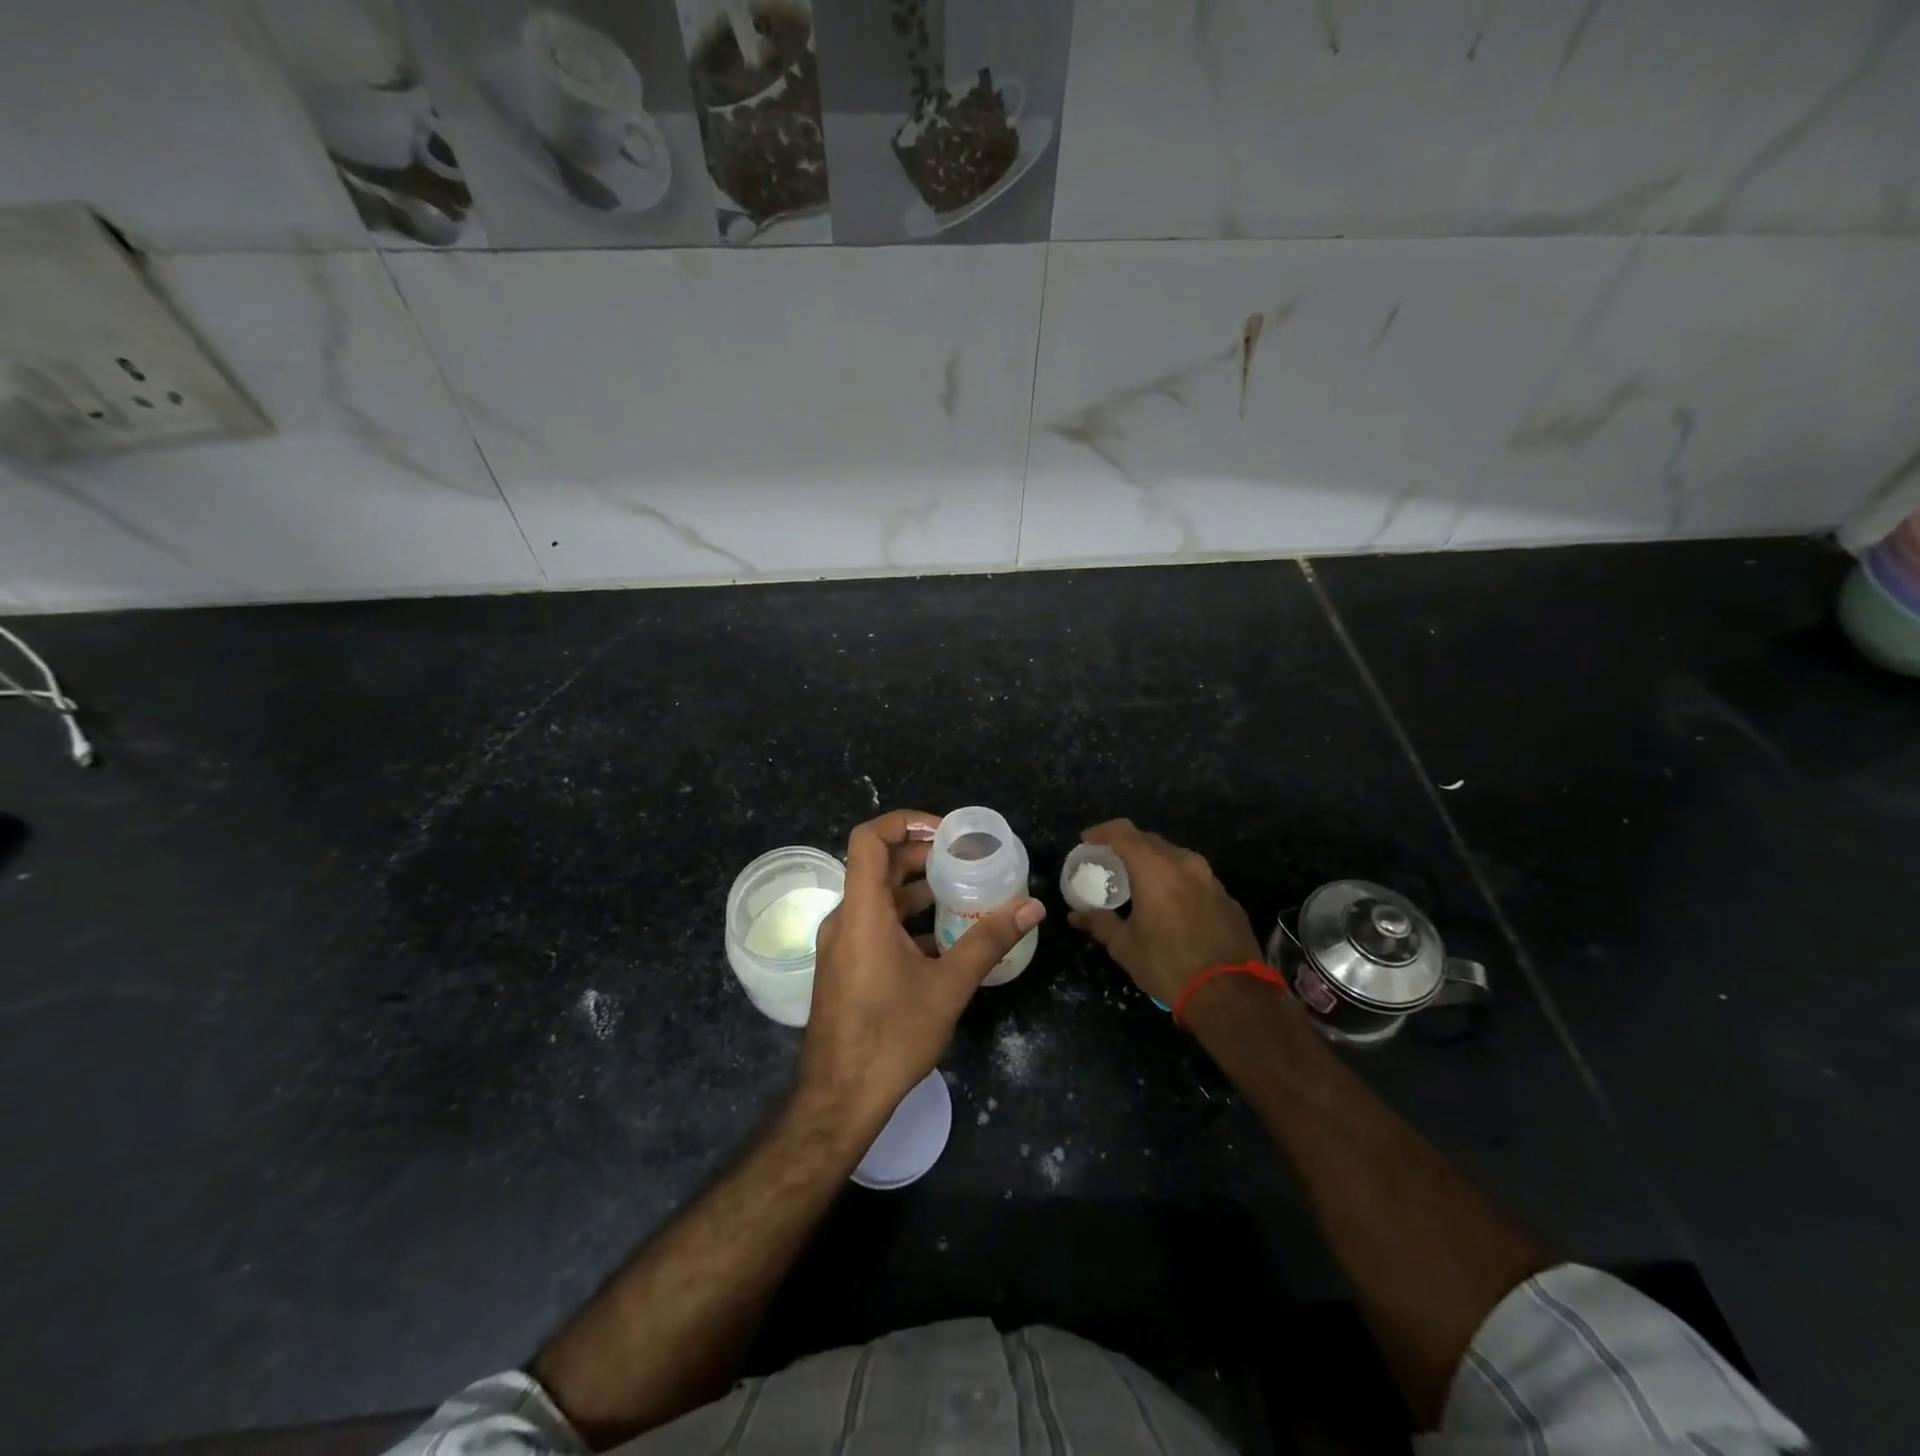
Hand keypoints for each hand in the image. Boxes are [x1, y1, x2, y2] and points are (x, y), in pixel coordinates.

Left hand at [799, 809, 1044, 1126]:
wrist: (839, 1100)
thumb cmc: (891, 1037)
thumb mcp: (948, 987)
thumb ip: (989, 941)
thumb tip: (1032, 907)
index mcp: (862, 912)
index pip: (869, 839)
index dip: (905, 821)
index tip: (947, 833)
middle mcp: (845, 919)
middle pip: (879, 865)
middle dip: (922, 856)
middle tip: (967, 861)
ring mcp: (842, 944)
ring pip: (878, 897)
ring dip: (917, 888)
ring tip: (963, 892)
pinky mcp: (846, 966)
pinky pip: (875, 924)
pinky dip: (907, 918)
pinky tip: (943, 938)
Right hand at [1067, 819, 1262, 1006]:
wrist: (1232, 996)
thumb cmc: (1168, 965)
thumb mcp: (1125, 946)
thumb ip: (1099, 923)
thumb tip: (1075, 915)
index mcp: (1155, 868)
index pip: (1122, 832)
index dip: (1101, 832)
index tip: (1086, 842)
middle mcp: (1184, 863)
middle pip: (1149, 840)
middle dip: (1126, 846)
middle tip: (1109, 863)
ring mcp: (1211, 879)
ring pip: (1175, 857)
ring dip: (1153, 862)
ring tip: (1138, 882)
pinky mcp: (1227, 897)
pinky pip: (1194, 877)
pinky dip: (1176, 881)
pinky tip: (1170, 904)